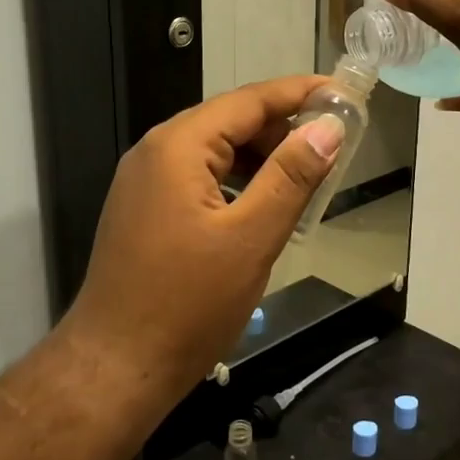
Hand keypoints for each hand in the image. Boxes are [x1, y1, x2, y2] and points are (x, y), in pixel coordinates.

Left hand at [59, 76, 343, 393]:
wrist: (116, 366)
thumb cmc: (188, 304)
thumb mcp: (251, 238)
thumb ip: (291, 177)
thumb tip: (328, 128)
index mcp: (178, 147)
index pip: (249, 101)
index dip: (299, 93)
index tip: (343, 93)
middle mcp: (155, 152)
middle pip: (230, 121)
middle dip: (283, 129)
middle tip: (334, 147)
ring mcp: (145, 182)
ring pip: (215, 151)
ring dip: (261, 158)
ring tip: (306, 180)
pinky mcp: (145, 210)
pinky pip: (199, 178)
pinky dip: (237, 182)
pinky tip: (263, 207)